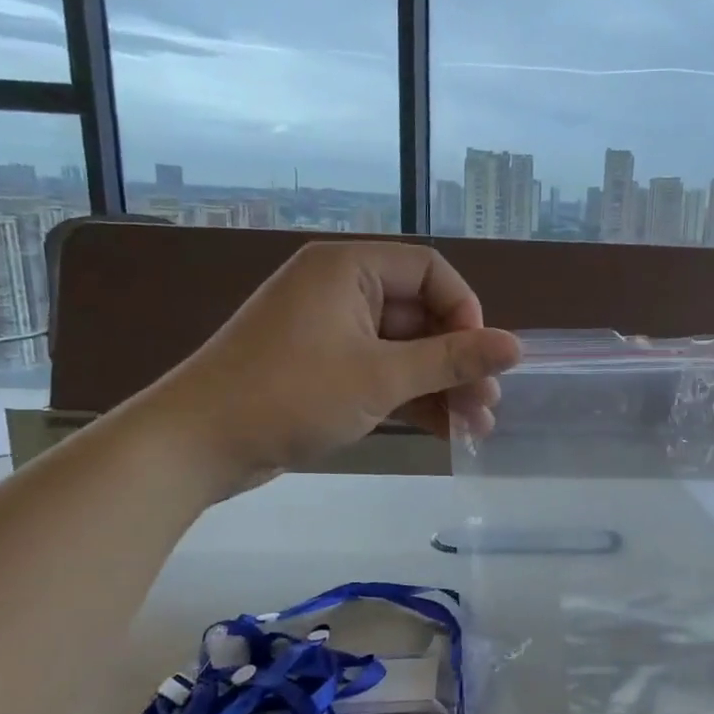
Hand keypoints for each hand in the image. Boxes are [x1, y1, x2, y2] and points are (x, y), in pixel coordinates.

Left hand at [134, 241, 520, 496]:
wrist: (196, 445)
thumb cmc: (291, 395)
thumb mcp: (381, 377)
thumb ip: (452, 360)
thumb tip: (517, 347)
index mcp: (348, 269)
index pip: (430, 272)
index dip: (465, 312)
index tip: (480, 358)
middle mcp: (341, 291)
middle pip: (420, 315)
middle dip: (458, 361)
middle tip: (488, 404)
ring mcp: (330, 333)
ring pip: (403, 351)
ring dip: (441, 386)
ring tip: (477, 427)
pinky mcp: (322, 370)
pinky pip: (380, 373)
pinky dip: (411, 398)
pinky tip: (446, 431)